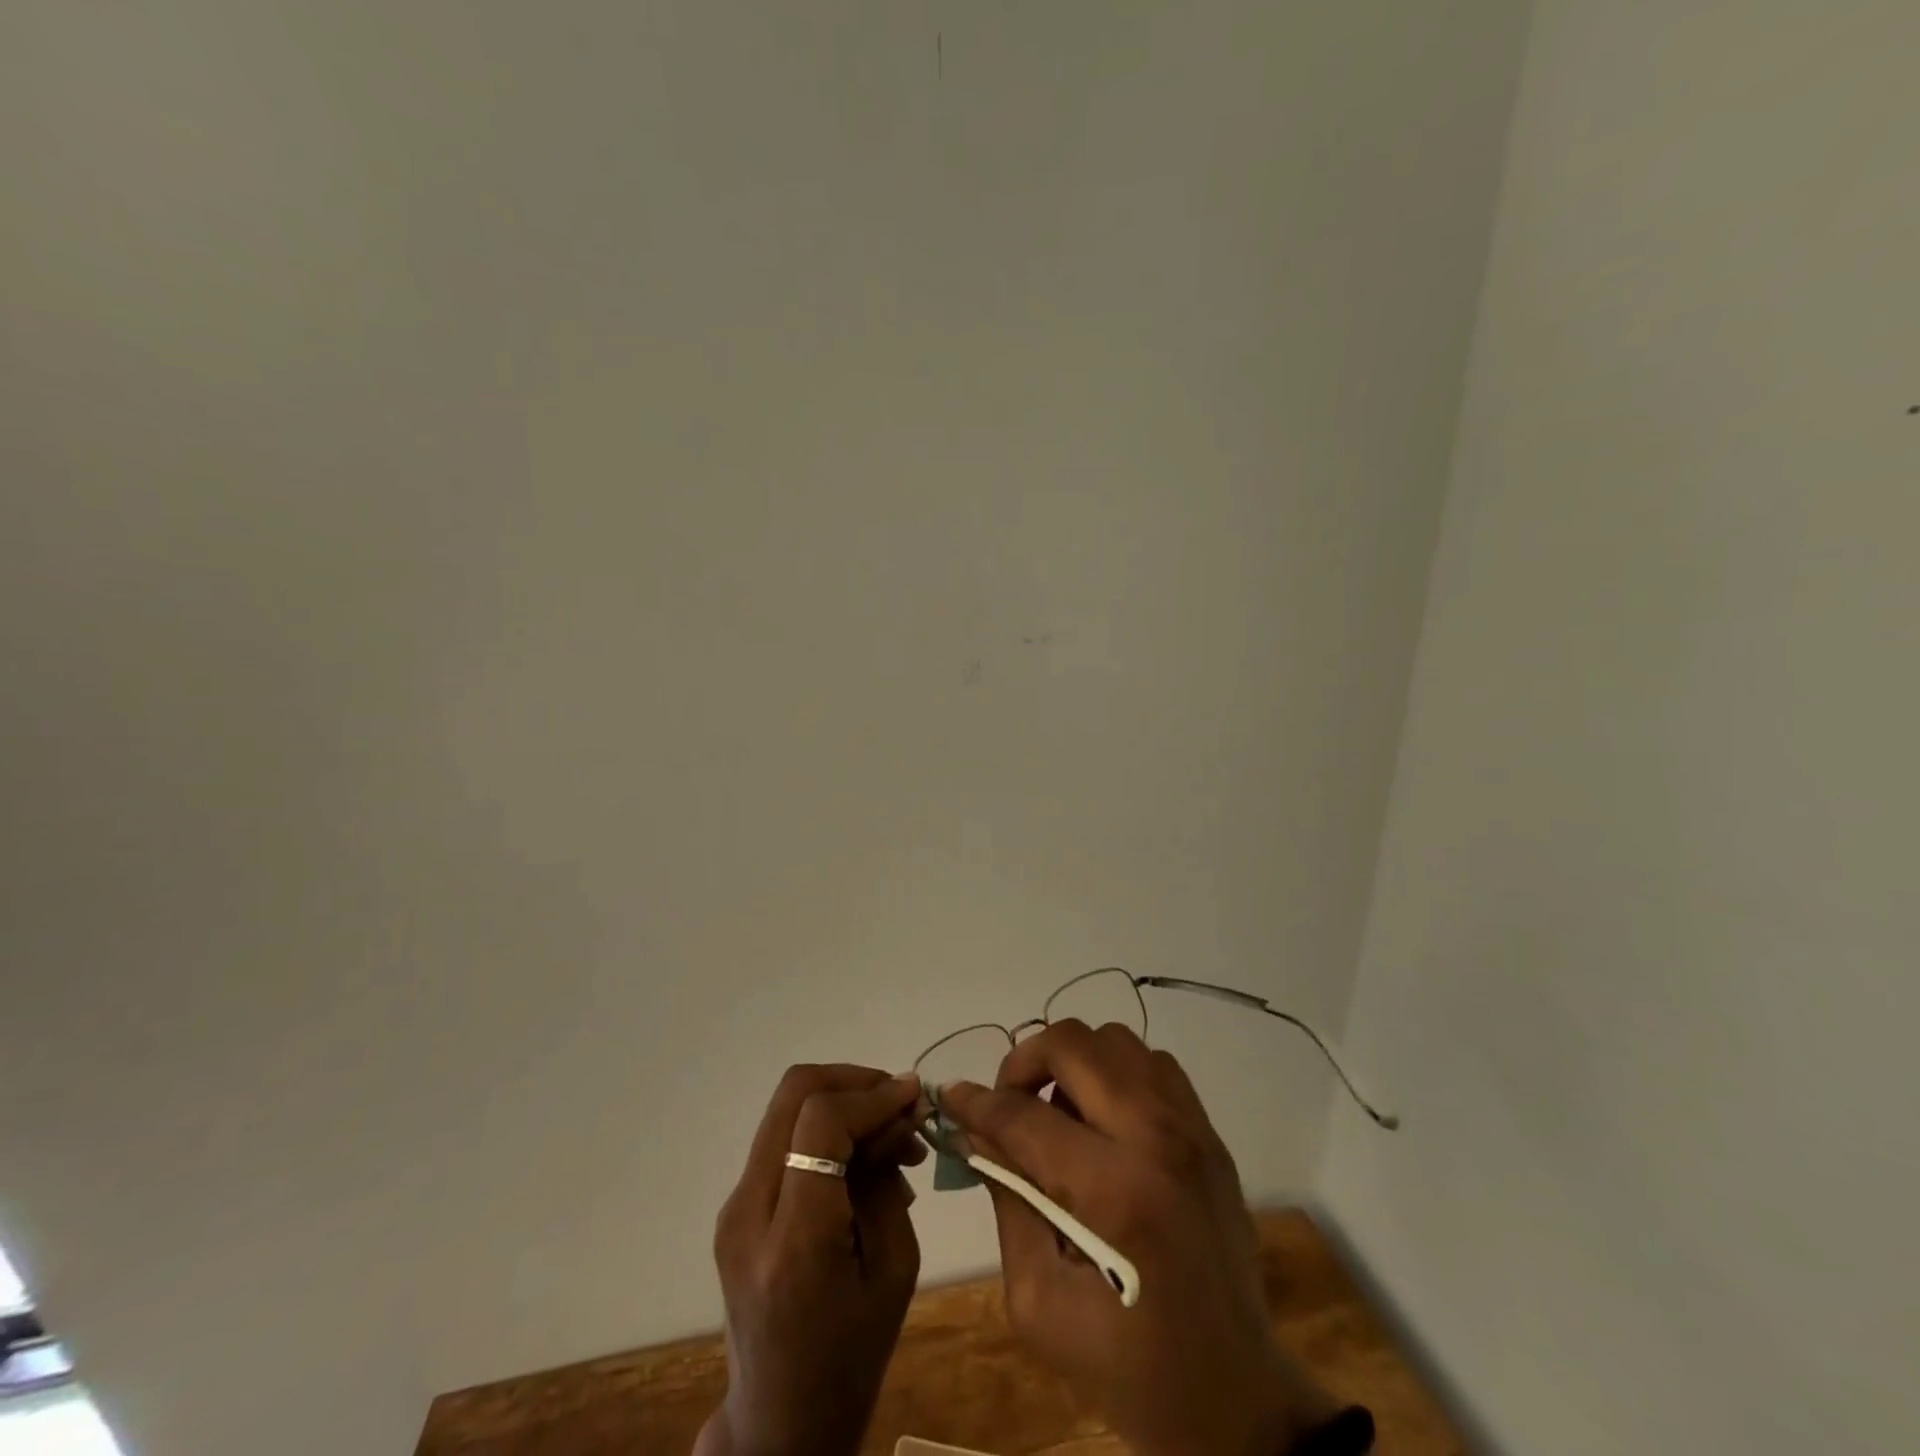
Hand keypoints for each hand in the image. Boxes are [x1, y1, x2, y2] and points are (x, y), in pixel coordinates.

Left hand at [698, 1065, 926, 1455]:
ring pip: (787, 1106)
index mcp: (793, 1243)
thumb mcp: (894, 1270)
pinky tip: (862, 1158)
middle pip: (794, 1093)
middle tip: (899, 1103)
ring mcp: (733, 1206)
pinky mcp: (735, 1206)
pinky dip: (826, 1127)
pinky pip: (784, 1137)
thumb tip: (896, 1113)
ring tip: (890, 1135)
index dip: (872, 1095)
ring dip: (843, 1101)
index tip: (914, 1097)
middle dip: (854, 1080)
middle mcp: (749, 1212)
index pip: (821, 1122)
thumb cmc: (851, 1358)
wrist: (779, 1422)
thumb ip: (889, 1181)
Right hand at [940, 1022, 1339, 1455]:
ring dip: (1073, 1062)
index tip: (951, 1098)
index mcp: (1113, 1192)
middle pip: (1074, 1045)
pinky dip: (1115, 1071)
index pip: (1025, 1116)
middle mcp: (1156, 1139)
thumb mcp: (1039, 1304)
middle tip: (1009, 1104)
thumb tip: (978, 1132)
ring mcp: (1190, 1128)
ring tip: (1057, 1110)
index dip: (976, 1102)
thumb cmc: (1128, 1366)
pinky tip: (1102, 1118)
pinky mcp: (1209, 1133)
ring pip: (1115, 1040)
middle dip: (1024, 1063)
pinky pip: (1152, 1063)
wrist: (1237, 1399)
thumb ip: (1008, 1202)